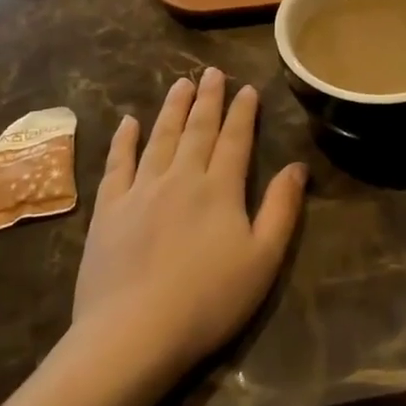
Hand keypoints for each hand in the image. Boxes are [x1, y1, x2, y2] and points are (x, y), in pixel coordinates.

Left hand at [74, 70, 308, 377]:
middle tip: (211, 72)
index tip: (246, 88)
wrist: (133, 333)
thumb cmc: (208, 300)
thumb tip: (296, 166)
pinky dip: (124, 140)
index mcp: (220, 189)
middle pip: (197, 130)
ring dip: (172, 108)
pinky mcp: (109, 210)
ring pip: (160, 138)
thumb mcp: (263, 259)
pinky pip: (118, 164)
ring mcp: (140, 191)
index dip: (242, 112)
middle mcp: (181, 178)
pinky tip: (128, 122)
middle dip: (207, 99)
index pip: (235, 139)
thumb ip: (281, 208)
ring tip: (180, 83)